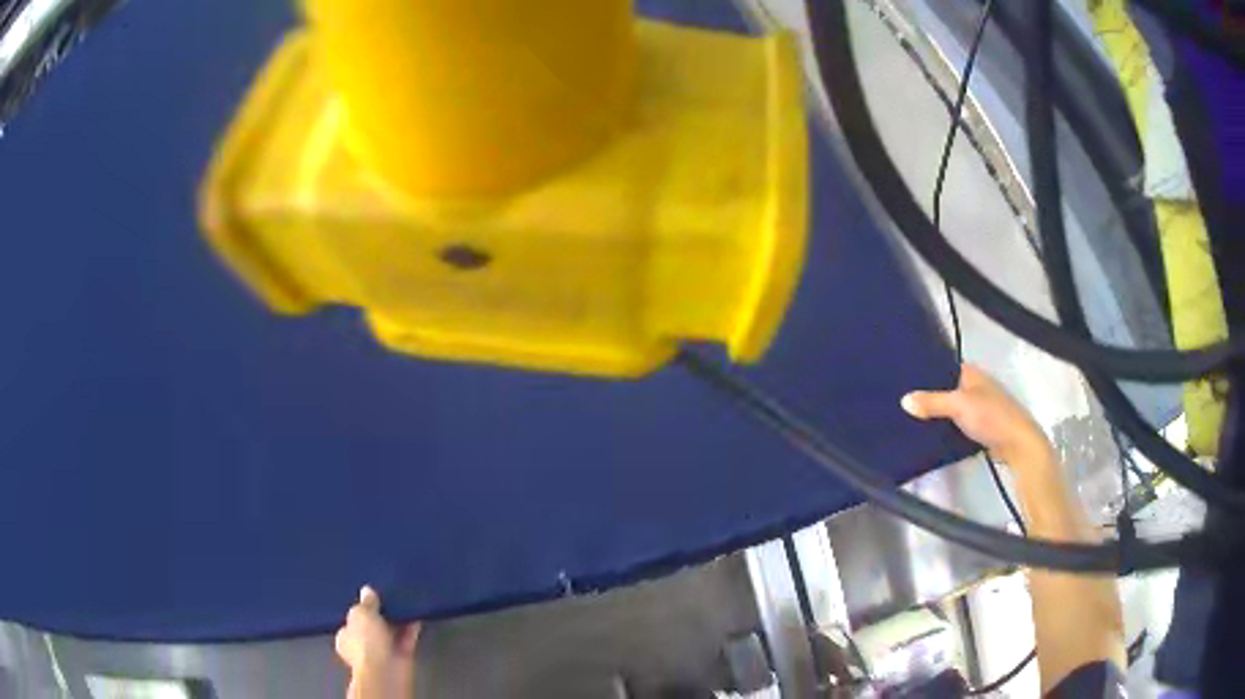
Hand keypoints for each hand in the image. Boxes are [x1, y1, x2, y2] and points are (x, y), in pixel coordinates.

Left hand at [335, 586, 419, 698]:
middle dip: (382, 615)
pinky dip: (411, 628)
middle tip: (389, 598)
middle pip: (373, 626)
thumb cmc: (365, 641)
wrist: (386, 670)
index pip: (351, 621)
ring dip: (398, 620)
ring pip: (391, 632)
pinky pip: (406, 638)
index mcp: (345, 636)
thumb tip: (368, 591)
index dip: (361, 609)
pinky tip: (414, 615)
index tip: (372, 598)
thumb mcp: (361, 613)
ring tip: (404, 602)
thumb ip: (366, 602)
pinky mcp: (401, 657)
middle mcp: (362, 646)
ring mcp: (382, 653)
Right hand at [901, 365, 1052, 468]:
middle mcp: (975, 386)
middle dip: (928, 395)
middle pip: (946, 388)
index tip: (902, 379)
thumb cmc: (992, 416)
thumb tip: (903, 400)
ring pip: (950, 408)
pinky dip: (945, 428)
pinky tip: (929, 434)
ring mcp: (978, 407)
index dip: (925, 372)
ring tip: (908, 418)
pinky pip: (956, 423)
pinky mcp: (979, 427)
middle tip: (900, 401)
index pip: (943, 367)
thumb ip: (932, 402)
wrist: (1017, 444)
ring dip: (936, 414)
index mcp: (972, 373)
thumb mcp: (959, 406)